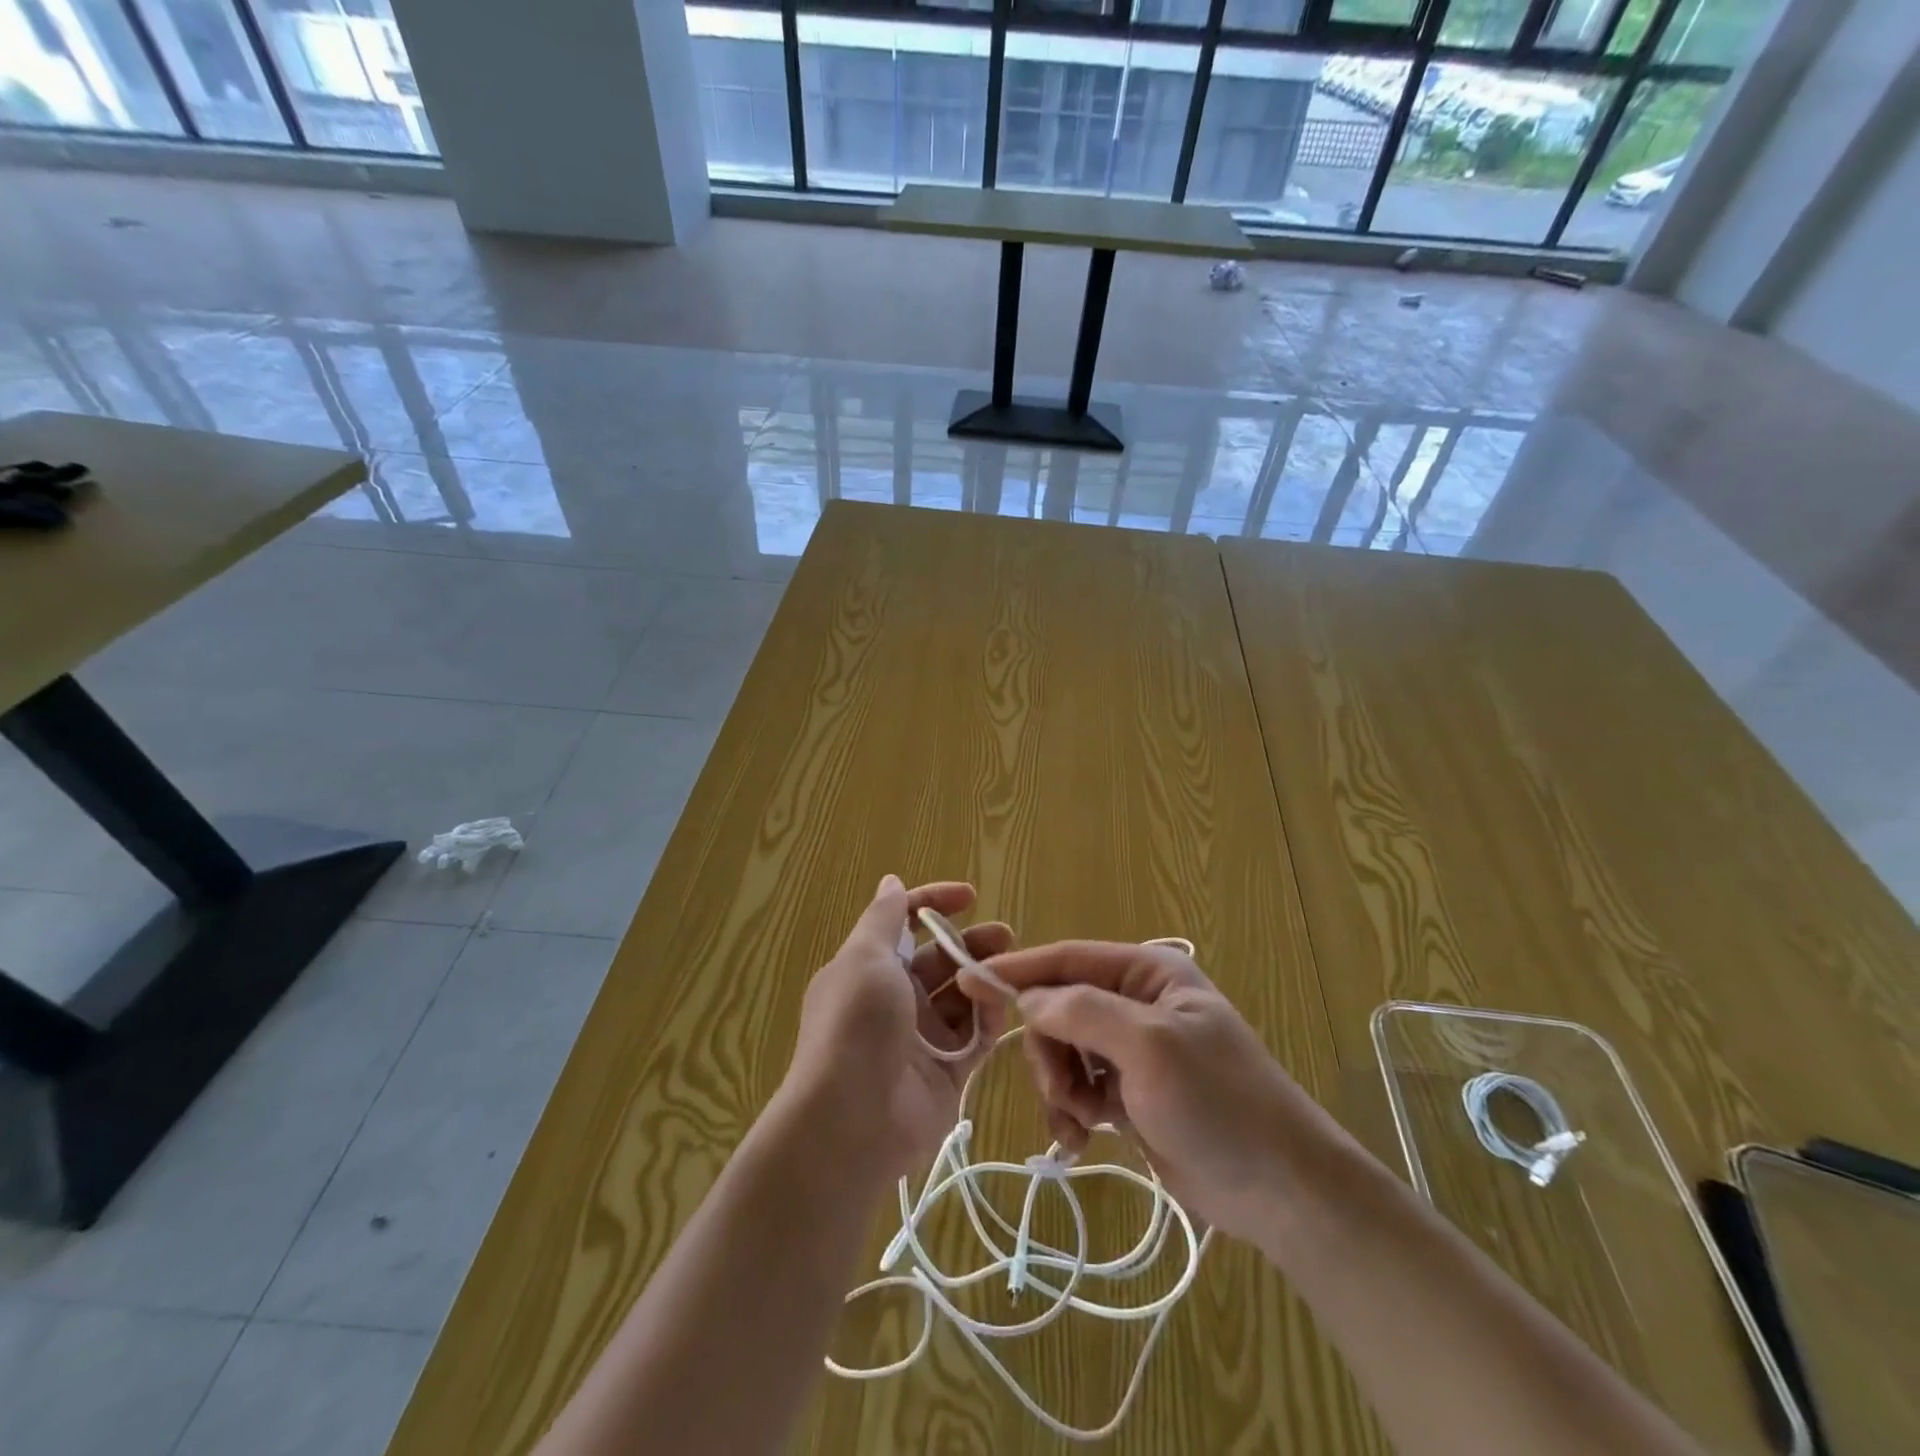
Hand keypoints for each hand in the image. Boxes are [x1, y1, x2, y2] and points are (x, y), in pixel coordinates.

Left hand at [784, 876, 1010, 1181]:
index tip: (969, 896)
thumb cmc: (856, 1024)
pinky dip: (991, 1016)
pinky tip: (1004, 1003)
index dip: (934, 904)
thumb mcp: (865, 957)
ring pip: (962, 995)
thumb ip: (884, 918)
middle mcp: (895, 999)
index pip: (905, 924)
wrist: (852, 1120)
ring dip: (985, 977)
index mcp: (869, 968)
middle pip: (940, 959)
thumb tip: (892, 882)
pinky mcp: (947, 1071)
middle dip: (971, 942)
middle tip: (1005, 935)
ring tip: (1012, 968)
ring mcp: (922, 1036)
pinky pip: (976, 1035)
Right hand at [977, 940, 1329, 1242]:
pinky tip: (1082, 1141)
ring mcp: (1132, 1049)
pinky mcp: (1130, 1092)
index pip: (1068, 959)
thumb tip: (1028, 999)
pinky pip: (1078, 1087)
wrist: (1281, 1191)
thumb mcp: (1150, 1048)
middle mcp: (1136, 1002)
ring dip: (1060, 1087)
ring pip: (1063, 1051)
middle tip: (1063, 1094)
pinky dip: (1071, 1111)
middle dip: (1050, 1052)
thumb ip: (1083, 1012)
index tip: (967, 981)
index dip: (1018, 971)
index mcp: (1148, 972)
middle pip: (1059, 1009)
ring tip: (1081, 1124)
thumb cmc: (1219, 1104)